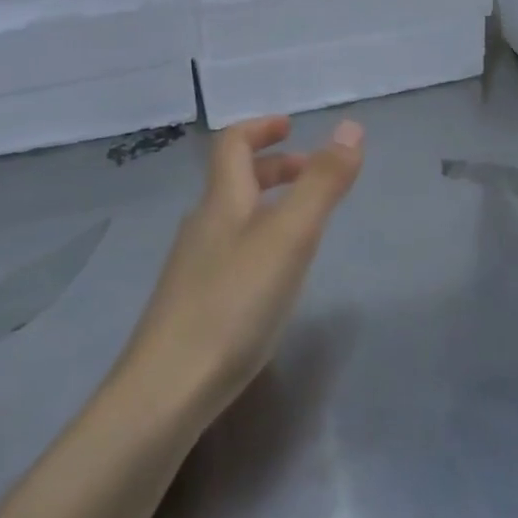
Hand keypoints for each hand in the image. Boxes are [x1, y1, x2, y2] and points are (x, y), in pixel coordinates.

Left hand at [119, 116, 364, 422]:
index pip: (233, 144)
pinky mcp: (193, 304)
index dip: (261, 127)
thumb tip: (350, 127)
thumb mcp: (290, 237)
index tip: (291, 126)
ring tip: (304, 224)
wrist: (167, 390)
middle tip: (311, 173)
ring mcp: (193, 267)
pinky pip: (230, 253)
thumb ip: (322, 183)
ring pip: (233, 218)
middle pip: (234, 180)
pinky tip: (274, 278)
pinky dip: (259, 242)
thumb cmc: (233, 303)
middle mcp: (202, 225)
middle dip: (273, 167)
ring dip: (268, 205)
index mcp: (222, 201)